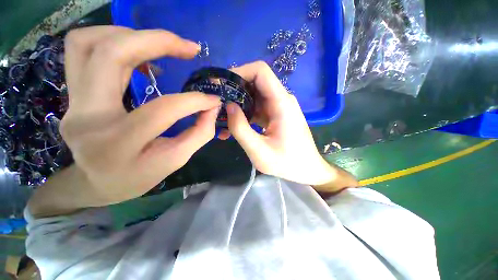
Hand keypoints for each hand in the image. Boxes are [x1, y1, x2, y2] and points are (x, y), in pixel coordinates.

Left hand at [60, 26, 220, 204]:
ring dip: (130, 34)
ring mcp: (73, 102)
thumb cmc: (138, 177)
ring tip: (161, 45)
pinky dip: (113, 40)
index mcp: (118, 145)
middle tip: (189, 47)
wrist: (96, 183)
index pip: (161, 110)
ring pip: (87, 43)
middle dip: (157, 41)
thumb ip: (199, 133)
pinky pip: (82, 49)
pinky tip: (140, 55)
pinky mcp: (72, 93)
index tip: (213, 99)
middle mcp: (86, 117)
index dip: (194, 101)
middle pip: (111, 55)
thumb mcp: (175, 160)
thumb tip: (213, 107)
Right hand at [219, 62, 335, 185]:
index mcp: (281, 103)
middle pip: (254, 83)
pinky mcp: (275, 115)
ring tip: (222, 120)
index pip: (260, 71)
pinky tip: (234, 127)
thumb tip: (228, 106)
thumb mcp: (260, 152)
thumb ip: (241, 129)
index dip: (239, 72)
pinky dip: (244, 114)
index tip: (222, 85)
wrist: (306, 169)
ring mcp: (278, 107)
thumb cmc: (287, 163)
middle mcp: (281, 99)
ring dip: (237, 105)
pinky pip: (257, 108)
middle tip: (217, 105)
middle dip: (234, 90)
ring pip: (253, 96)